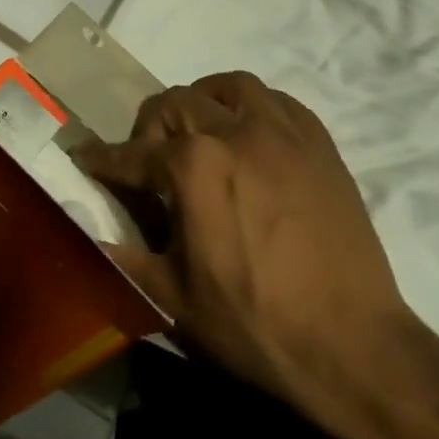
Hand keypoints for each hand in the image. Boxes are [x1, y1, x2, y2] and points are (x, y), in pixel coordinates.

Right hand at [74, 72, 411, 426]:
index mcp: (193, 166)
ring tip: (201, 130)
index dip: (103, 159)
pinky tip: (252, 134)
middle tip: (148, 159)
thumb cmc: (258, 327)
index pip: (132, 154)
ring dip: (205, 100)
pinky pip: (278, 101)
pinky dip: (254, 107)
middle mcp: (233, 131)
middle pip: (175, 104)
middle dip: (150, 127)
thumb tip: (80, 237)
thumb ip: (122, 260)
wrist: (358, 352)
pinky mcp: (319, 145)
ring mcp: (281, 133)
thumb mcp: (176, 302)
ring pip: (229, 86)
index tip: (84, 156)